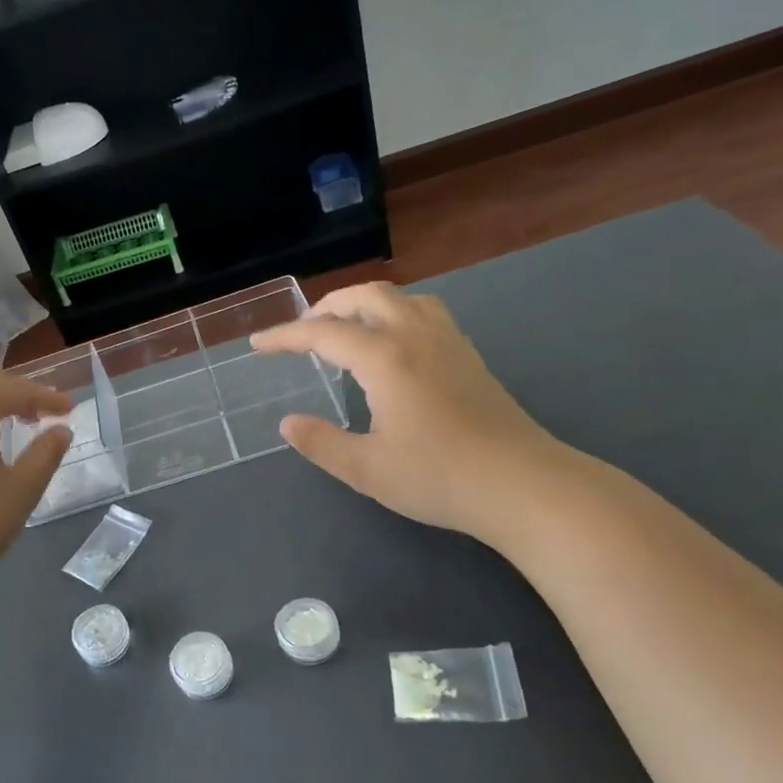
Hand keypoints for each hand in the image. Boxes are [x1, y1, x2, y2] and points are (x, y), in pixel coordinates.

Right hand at [250, 282, 563, 537]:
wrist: (524, 486)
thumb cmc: (439, 477)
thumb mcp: (366, 469)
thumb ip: (321, 442)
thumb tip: (288, 423)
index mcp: (386, 358)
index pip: (324, 333)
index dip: (286, 337)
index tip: (259, 344)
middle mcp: (416, 336)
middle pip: (366, 296)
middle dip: (328, 306)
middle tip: (304, 332)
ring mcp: (449, 342)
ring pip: (402, 297)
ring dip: (365, 303)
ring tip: (347, 329)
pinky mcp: (470, 357)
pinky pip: (425, 312)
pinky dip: (395, 313)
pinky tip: (394, 345)